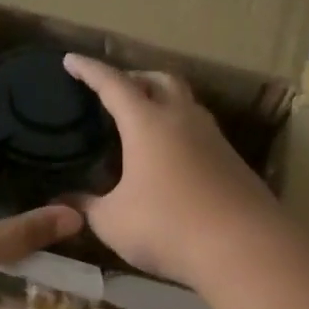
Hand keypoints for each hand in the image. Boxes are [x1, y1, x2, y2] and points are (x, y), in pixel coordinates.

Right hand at [62, 55, 281, 289]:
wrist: (244, 249)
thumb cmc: (167, 227)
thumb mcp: (113, 221)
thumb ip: (86, 206)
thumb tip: (64, 200)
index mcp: (147, 123)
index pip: (113, 84)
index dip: (89, 70)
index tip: (70, 60)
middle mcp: (182, 120)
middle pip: (159, 79)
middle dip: (134, 77)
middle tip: (114, 89)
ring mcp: (213, 139)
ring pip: (185, 102)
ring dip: (162, 100)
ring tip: (142, 120)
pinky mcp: (232, 161)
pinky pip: (200, 130)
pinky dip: (179, 129)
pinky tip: (170, 156)